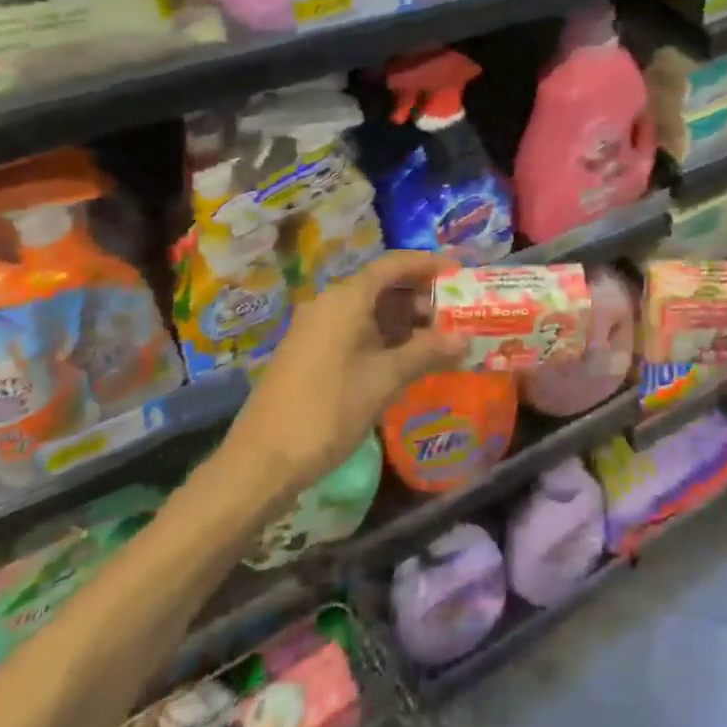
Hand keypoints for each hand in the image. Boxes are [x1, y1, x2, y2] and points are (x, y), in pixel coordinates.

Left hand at [222, 251, 465, 492]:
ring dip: (404, 320)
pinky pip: (354, 328)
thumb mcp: (386, 379)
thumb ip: (427, 352)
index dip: (429, 265)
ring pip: (369, 309)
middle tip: (454, 315)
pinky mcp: (310, 352)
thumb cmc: (329, 410)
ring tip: (436, 340)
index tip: (460, 273)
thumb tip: (465, 338)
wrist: (261, 461)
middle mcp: (330, 303)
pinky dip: (383, 335)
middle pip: (382, 284)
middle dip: (420, 296)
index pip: (394, 264)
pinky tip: (404, 359)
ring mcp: (316, 328)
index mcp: (347, 298)